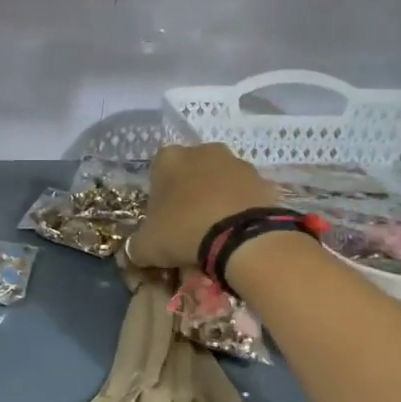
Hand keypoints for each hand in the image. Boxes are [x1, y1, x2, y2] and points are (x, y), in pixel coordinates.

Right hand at [128, 142, 287, 269]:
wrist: (243, 238)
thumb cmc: (184, 231)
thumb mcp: (147, 246)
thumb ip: (137, 244)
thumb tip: (137, 250)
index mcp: (169, 158)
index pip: (157, 173)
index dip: (159, 198)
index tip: (163, 220)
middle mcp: (203, 151)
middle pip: (190, 173)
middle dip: (189, 194)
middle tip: (188, 225)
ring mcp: (237, 162)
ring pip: (219, 181)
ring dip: (216, 199)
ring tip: (216, 231)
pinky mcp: (264, 180)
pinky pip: (244, 194)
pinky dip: (240, 208)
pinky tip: (237, 231)